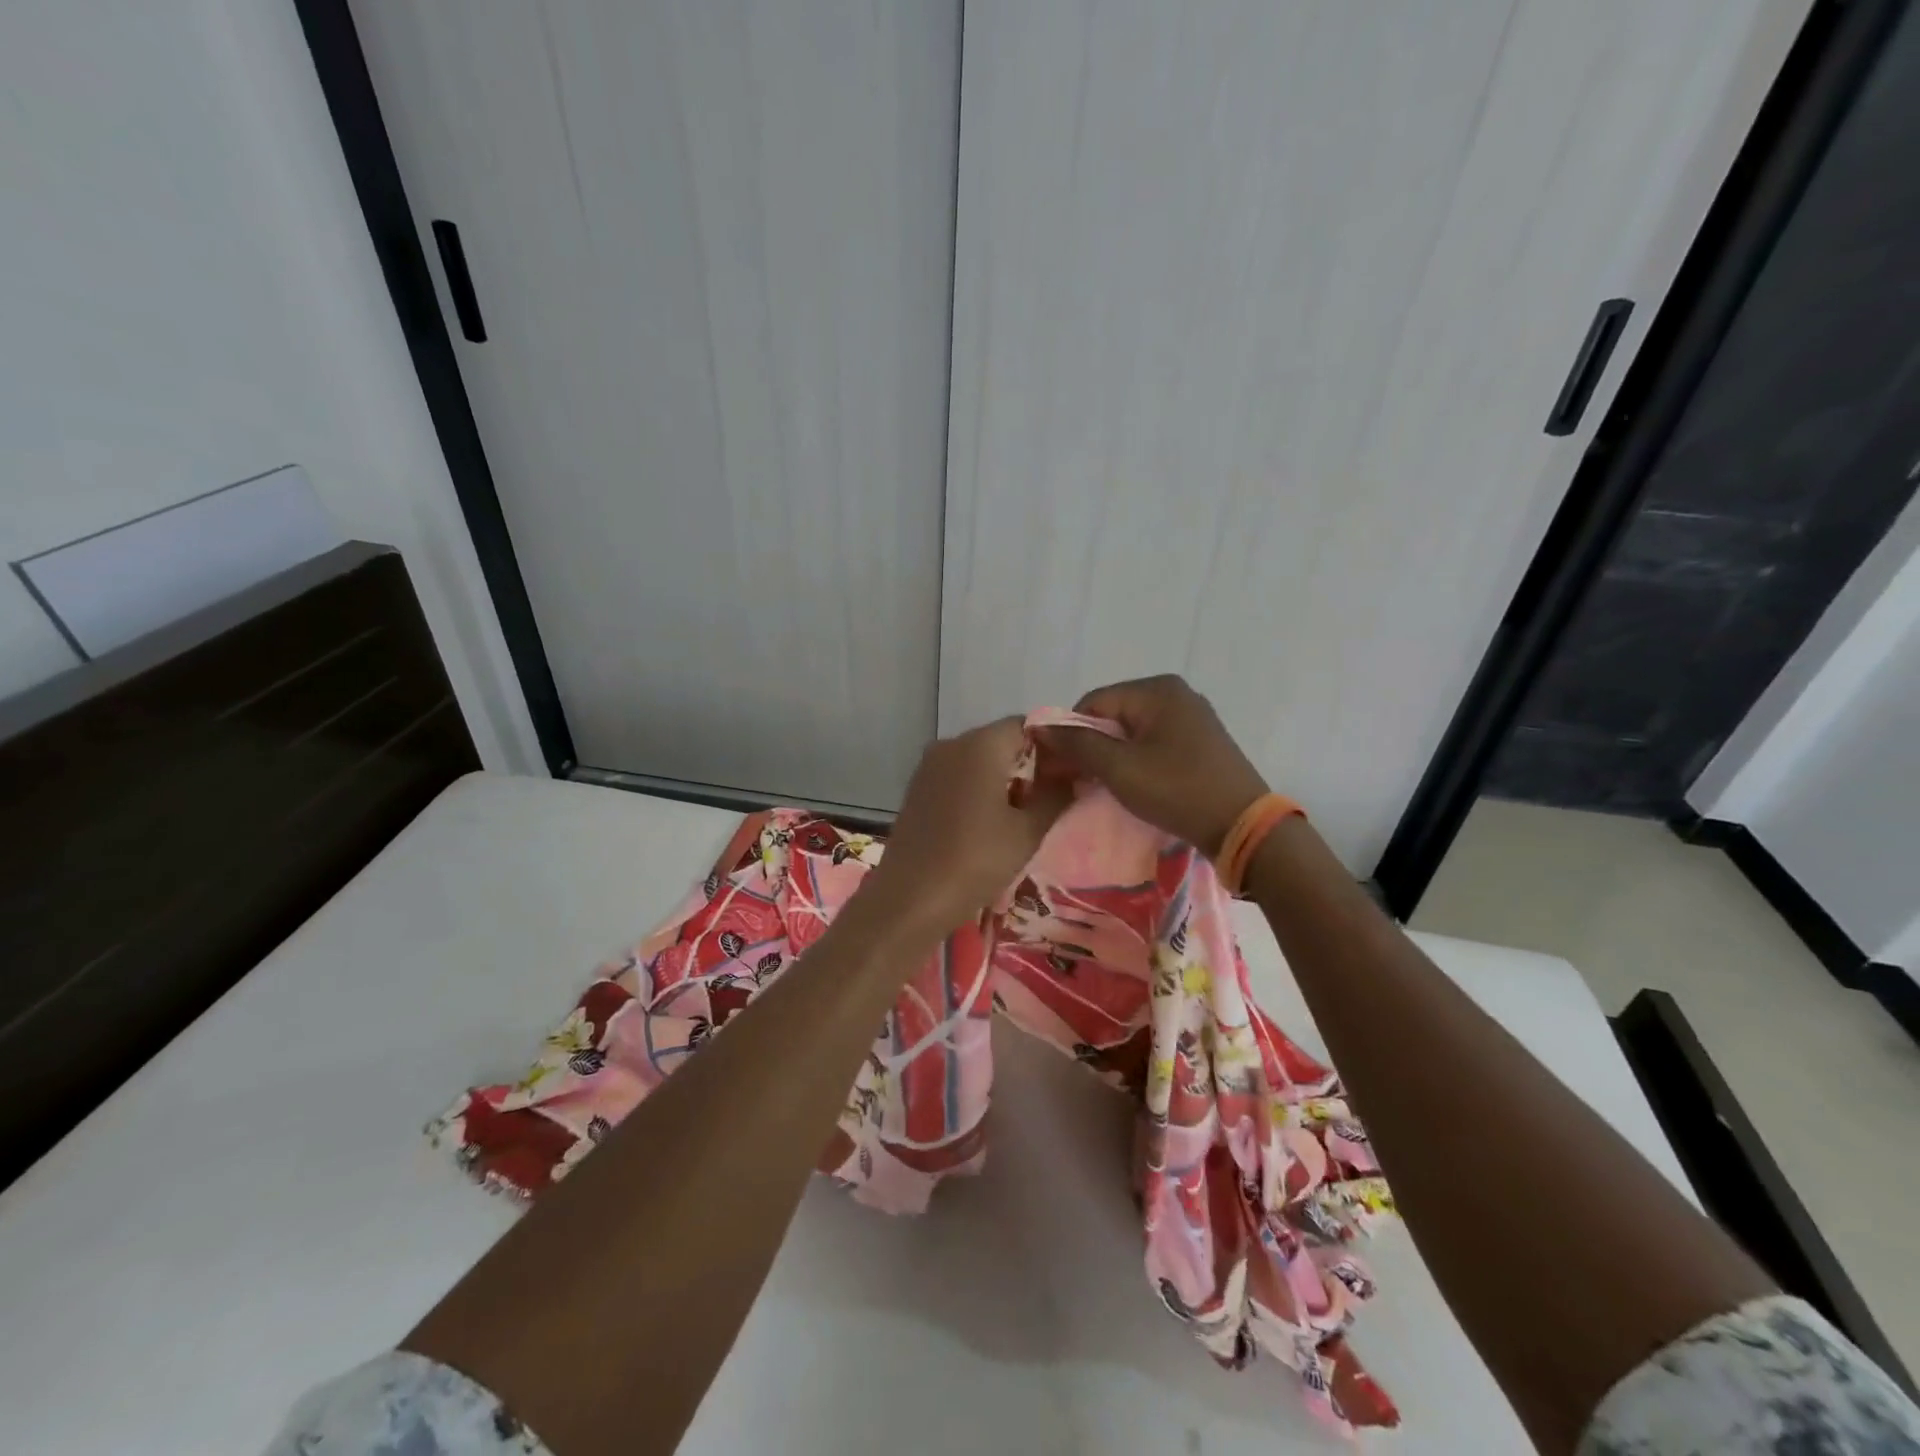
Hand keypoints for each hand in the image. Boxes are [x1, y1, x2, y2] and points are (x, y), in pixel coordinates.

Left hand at [861, 717, 1071, 939]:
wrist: (909, 899)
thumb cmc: (975, 861)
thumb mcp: (1027, 832)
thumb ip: (1056, 795)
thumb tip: (1073, 775)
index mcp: (980, 744)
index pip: (1027, 725)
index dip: (1053, 747)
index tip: (1069, 777)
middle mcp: (951, 743)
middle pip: (1001, 740)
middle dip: (1029, 764)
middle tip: (1053, 799)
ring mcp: (929, 765)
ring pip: (979, 759)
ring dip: (1004, 779)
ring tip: (1024, 816)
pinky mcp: (918, 788)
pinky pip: (958, 776)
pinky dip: (978, 789)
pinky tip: (989, 823)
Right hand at [1038, 675, 1266, 855]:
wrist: (1242, 827)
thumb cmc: (1177, 790)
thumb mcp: (1119, 768)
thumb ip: (1077, 744)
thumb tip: (1039, 727)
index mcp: (1157, 689)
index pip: (1093, 702)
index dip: (1071, 733)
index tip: (1060, 768)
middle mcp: (1176, 694)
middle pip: (1113, 714)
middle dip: (1091, 746)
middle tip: (1078, 781)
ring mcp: (1192, 717)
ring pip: (1133, 731)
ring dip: (1112, 756)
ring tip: (1103, 787)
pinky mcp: (1201, 742)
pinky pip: (1154, 743)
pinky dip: (1137, 760)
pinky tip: (1133, 785)